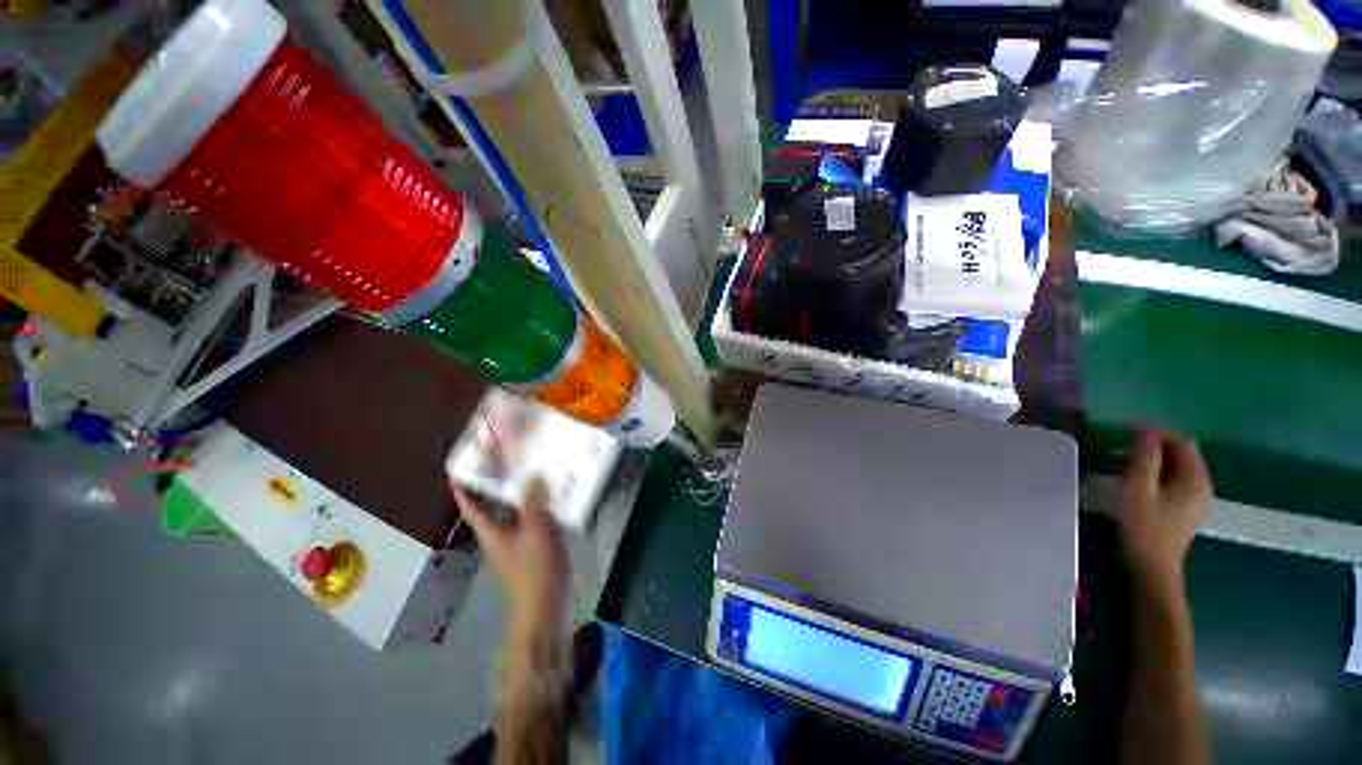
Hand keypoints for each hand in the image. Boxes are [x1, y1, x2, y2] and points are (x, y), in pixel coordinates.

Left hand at [455, 480, 568, 648]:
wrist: (545, 606)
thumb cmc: (534, 571)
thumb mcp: (535, 532)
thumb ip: (534, 503)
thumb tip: (533, 474)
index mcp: (493, 533)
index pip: (473, 509)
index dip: (464, 491)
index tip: (458, 471)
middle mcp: (504, 535)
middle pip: (498, 506)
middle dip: (502, 485)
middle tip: (511, 459)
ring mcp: (522, 541)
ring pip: (521, 511)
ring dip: (527, 493)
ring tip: (538, 470)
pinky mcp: (538, 546)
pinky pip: (538, 519)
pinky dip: (544, 506)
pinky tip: (557, 495)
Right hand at [1117, 429, 1212, 598]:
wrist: (1153, 566)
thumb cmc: (1144, 527)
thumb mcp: (1139, 491)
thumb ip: (1146, 461)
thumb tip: (1147, 435)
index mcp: (1195, 480)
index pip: (1183, 443)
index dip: (1157, 432)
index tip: (1127, 429)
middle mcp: (1203, 486)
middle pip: (1183, 454)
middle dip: (1154, 445)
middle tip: (1123, 444)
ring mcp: (1197, 498)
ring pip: (1178, 467)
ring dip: (1154, 459)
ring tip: (1125, 460)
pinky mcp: (1188, 507)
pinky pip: (1176, 479)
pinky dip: (1158, 472)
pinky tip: (1138, 478)